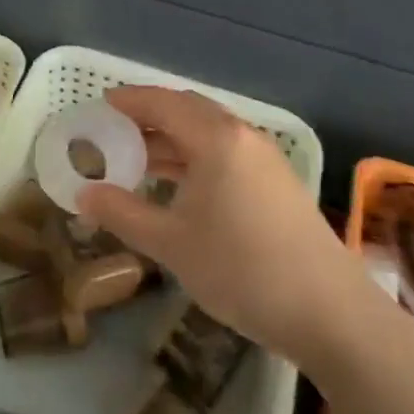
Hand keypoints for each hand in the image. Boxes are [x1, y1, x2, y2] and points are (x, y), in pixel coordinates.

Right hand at [78, 85, 352, 365]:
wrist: (329, 312)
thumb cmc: (241, 269)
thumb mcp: (171, 243)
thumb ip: (122, 212)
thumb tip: (84, 194)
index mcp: (216, 139)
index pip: (163, 102)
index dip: (128, 101)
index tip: (99, 106)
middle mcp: (242, 137)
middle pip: (188, 110)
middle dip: (149, 117)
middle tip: (115, 132)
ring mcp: (265, 160)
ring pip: (209, 133)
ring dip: (173, 140)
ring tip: (138, 160)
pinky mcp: (278, 184)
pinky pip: (226, 153)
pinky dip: (195, 158)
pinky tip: (179, 187)